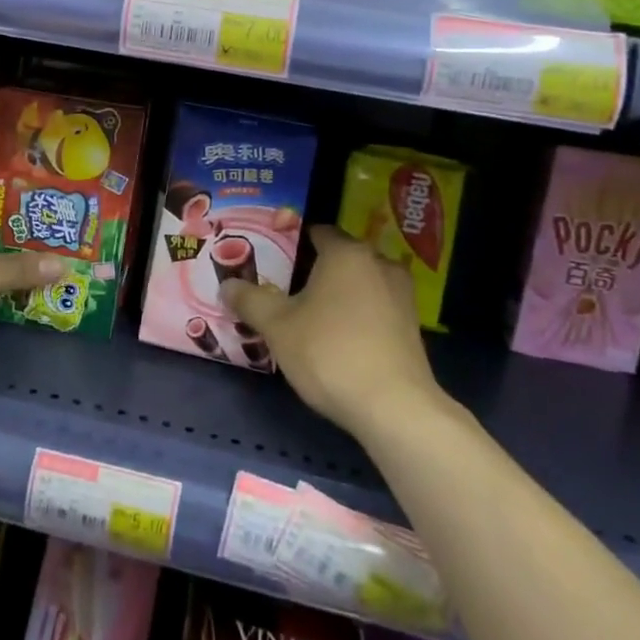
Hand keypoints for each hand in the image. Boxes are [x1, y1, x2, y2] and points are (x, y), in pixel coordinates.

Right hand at [220, 226, 440, 437]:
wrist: (394, 408)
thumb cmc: (329, 352)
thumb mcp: (278, 327)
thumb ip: (250, 300)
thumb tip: (226, 285)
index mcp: (346, 252)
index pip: (317, 232)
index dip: (293, 242)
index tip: (273, 258)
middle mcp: (379, 263)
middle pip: (340, 257)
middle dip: (315, 269)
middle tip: (286, 289)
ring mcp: (402, 295)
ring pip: (361, 283)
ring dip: (340, 294)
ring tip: (312, 315)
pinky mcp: (413, 327)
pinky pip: (377, 308)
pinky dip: (359, 315)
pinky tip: (340, 338)